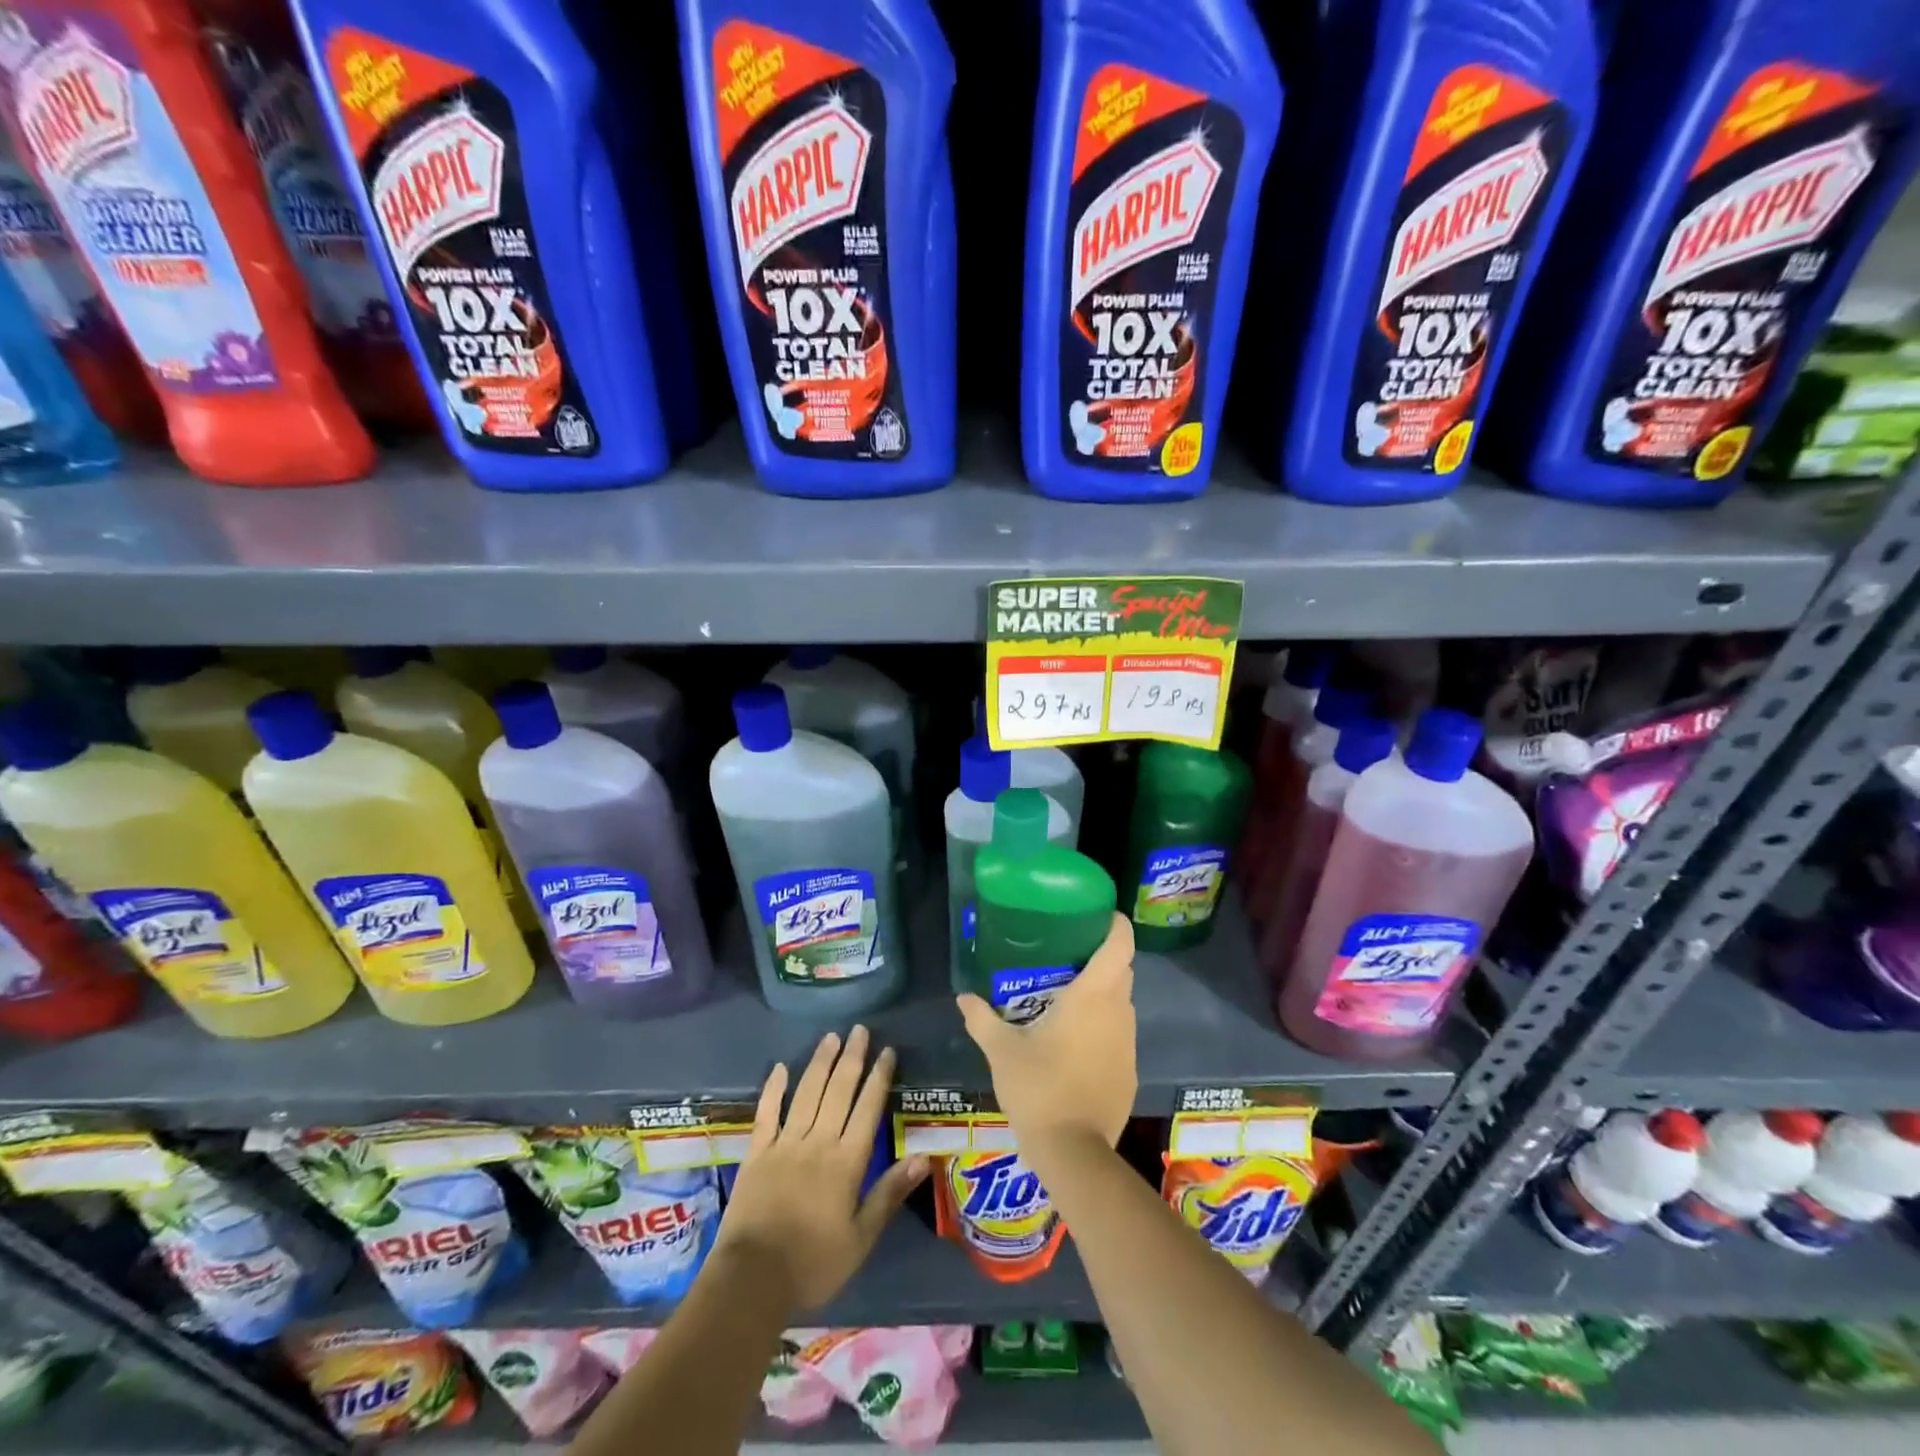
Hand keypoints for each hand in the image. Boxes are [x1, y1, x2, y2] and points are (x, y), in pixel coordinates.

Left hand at [714, 1026, 928, 1312]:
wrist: (752, 1280)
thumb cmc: (813, 1263)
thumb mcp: (861, 1238)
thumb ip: (889, 1193)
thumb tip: (924, 1158)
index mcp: (846, 1161)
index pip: (868, 1108)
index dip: (879, 1077)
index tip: (887, 1051)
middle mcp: (818, 1142)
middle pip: (838, 1091)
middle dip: (852, 1058)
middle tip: (860, 1029)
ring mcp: (784, 1144)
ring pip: (807, 1093)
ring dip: (820, 1063)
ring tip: (831, 1037)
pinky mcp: (757, 1153)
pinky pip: (766, 1113)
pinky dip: (774, 1088)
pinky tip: (781, 1067)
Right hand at [956, 913, 1136, 1154]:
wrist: (1073, 1152)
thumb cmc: (1038, 1088)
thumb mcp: (1002, 1050)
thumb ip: (982, 1019)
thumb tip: (963, 997)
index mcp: (1093, 996)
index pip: (1120, 945)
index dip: (1115, 924)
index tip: (1098, 914)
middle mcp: (1119, 1012)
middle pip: (1121, 970)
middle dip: (1101, 957)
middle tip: (1067, 953)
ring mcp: (1129, 1043)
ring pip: (1121, 1002)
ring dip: (1101, 993)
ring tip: (1067, 994)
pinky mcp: (1130, 1071)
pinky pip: (1119, 1033)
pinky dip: (1103, 1026)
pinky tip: (1075, 1040)